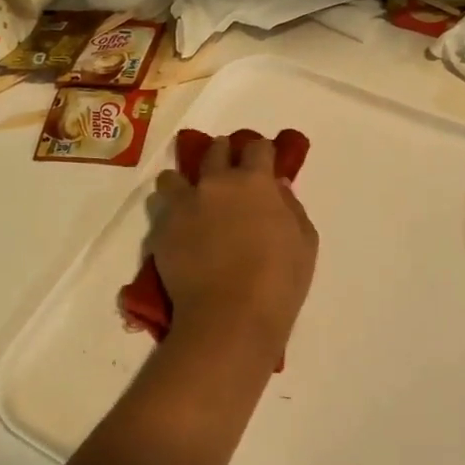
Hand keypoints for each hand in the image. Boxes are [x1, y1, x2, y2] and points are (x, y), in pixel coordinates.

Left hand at [152, 135, 317, 361]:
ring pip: (174, 176)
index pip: (256, 148)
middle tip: (227, 172)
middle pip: (214, 151)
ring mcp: (184, 204)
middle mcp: (216, 183)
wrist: (230, 316)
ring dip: (185, 181)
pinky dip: (169, 213)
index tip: (263, 161)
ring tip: (191, 199)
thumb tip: (278, 186)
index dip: (261, 151)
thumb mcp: (305, 241)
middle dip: (222, 155)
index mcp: (255, 181)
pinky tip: (179, 229)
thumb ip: (291, 206)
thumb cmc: (279, 280)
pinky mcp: (162, 229)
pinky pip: (160, 208)